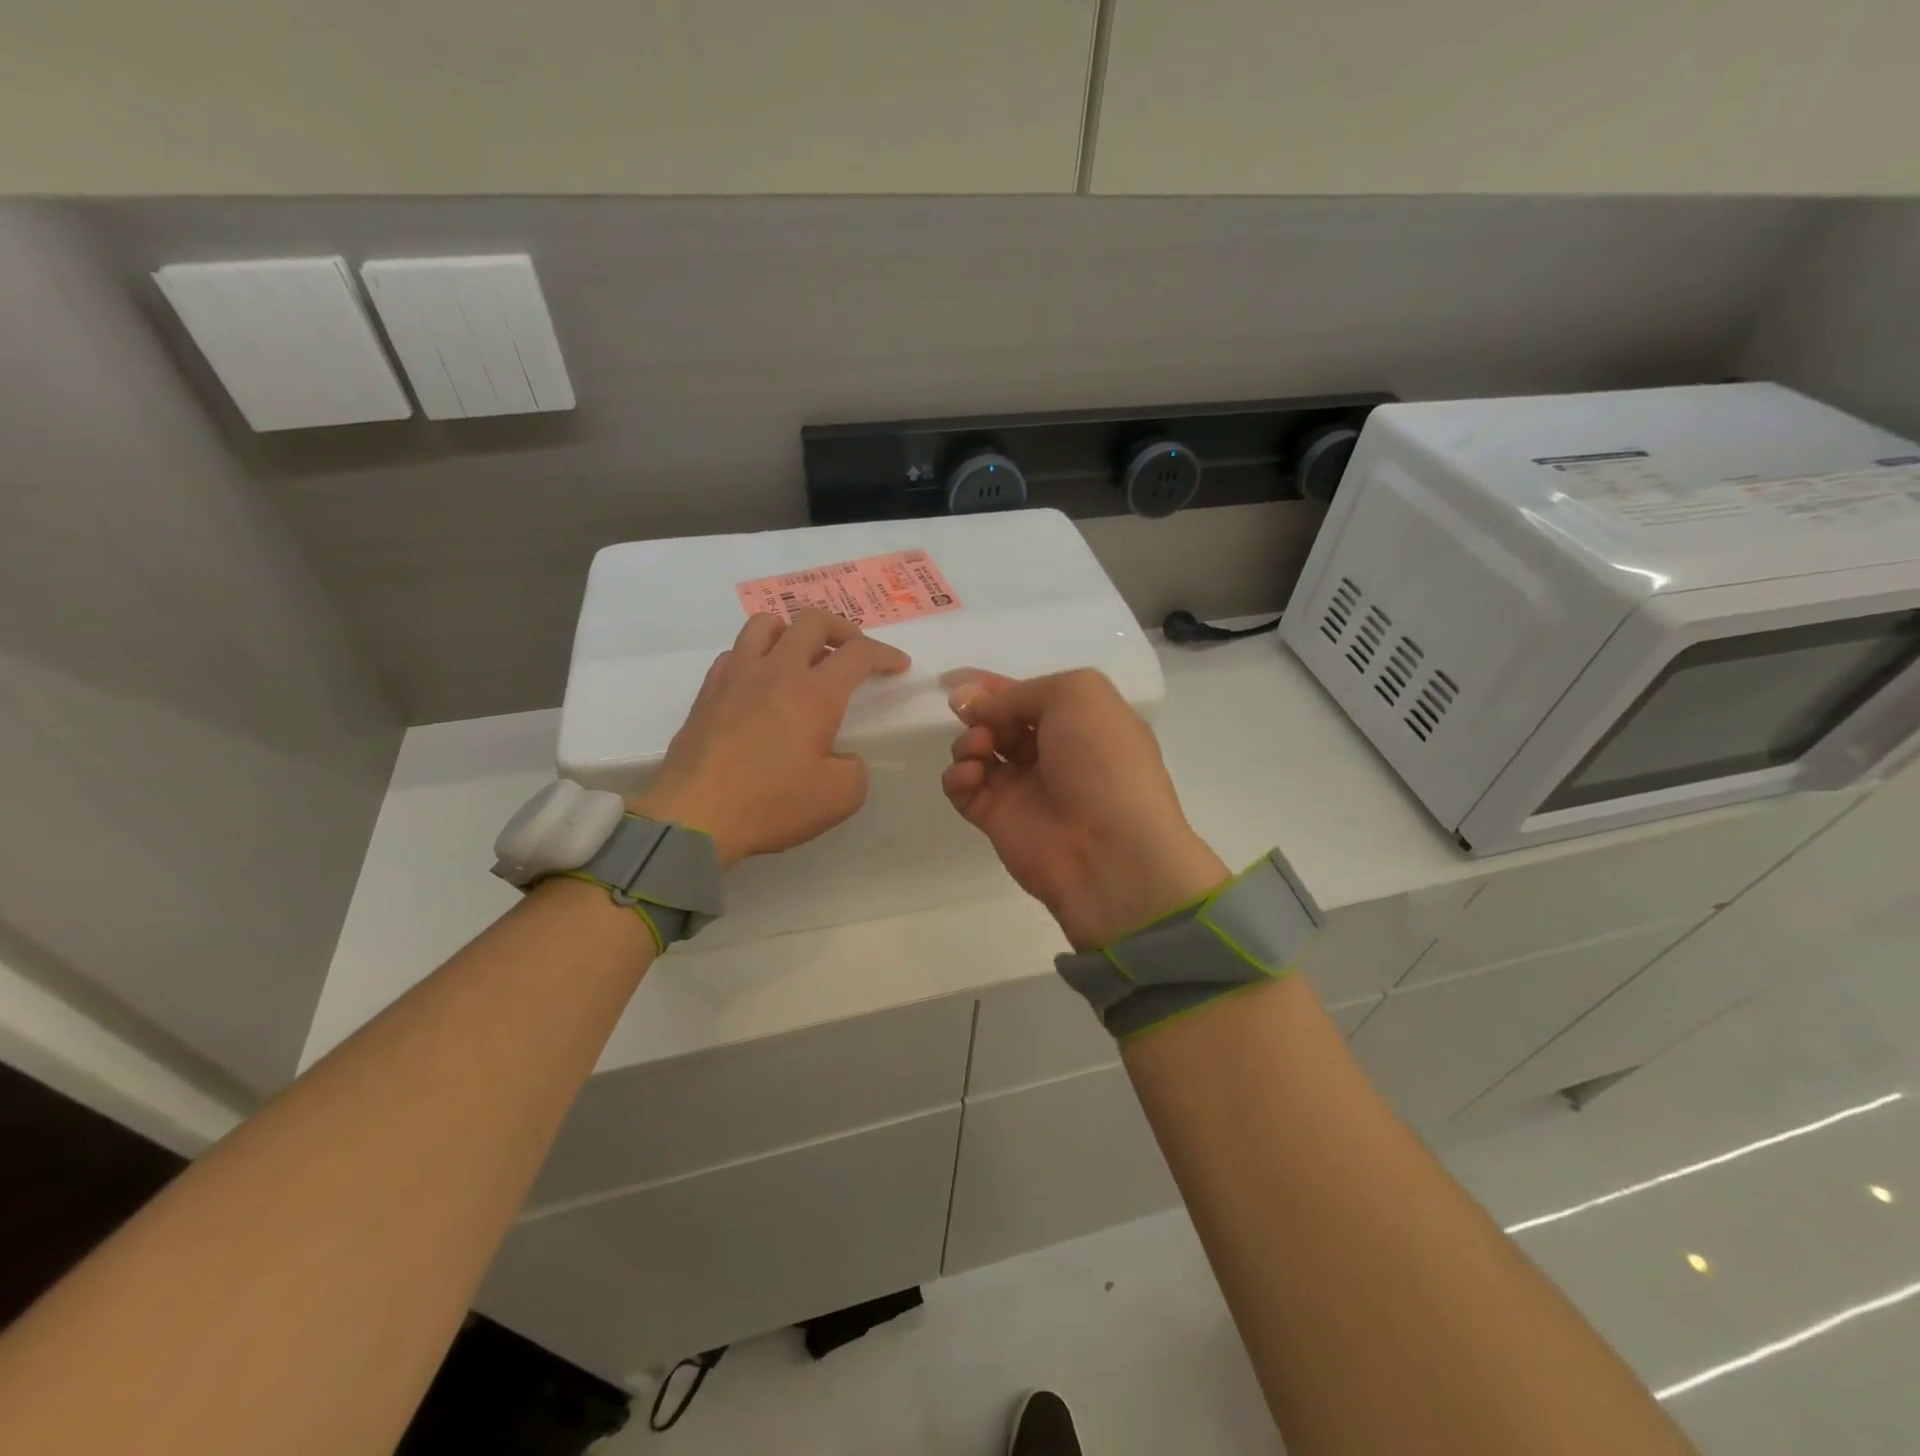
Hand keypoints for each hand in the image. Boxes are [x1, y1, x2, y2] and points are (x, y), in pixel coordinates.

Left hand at [631, 610, 909, 866]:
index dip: (885, 654)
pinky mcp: (707, 692)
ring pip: (767, 624)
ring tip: (803, 655)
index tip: (898, 666)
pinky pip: (736, 652)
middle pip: (813, 621)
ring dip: (794, 631)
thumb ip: (856, 769)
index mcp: (815, 692)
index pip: (859, 653)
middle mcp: (777, 671)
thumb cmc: (771, 803)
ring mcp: (736, 676)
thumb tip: (844, 757)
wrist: (694, 815)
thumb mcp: (839, 797)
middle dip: (843, 629)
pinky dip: (757, 655)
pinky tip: (761, 681)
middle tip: (854, 651)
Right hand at [943, 669, 1229, 950]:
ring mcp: (1024, 787)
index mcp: (1081, 721)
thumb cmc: (1102, 761)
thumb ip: (1022, 691)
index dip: (995, 685)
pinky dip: (959, 776)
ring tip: (981, 749)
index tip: (955, 678)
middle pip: (1001, 721)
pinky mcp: (997, 819)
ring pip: (979, 751)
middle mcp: (1053, 752)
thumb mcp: (1077, 695)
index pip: (1030, 695)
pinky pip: (965, 788)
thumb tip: (976, 703)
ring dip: (970, 741)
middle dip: (980, 711)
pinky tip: (970, 776)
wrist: (1108, 849)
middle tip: (970, 714)